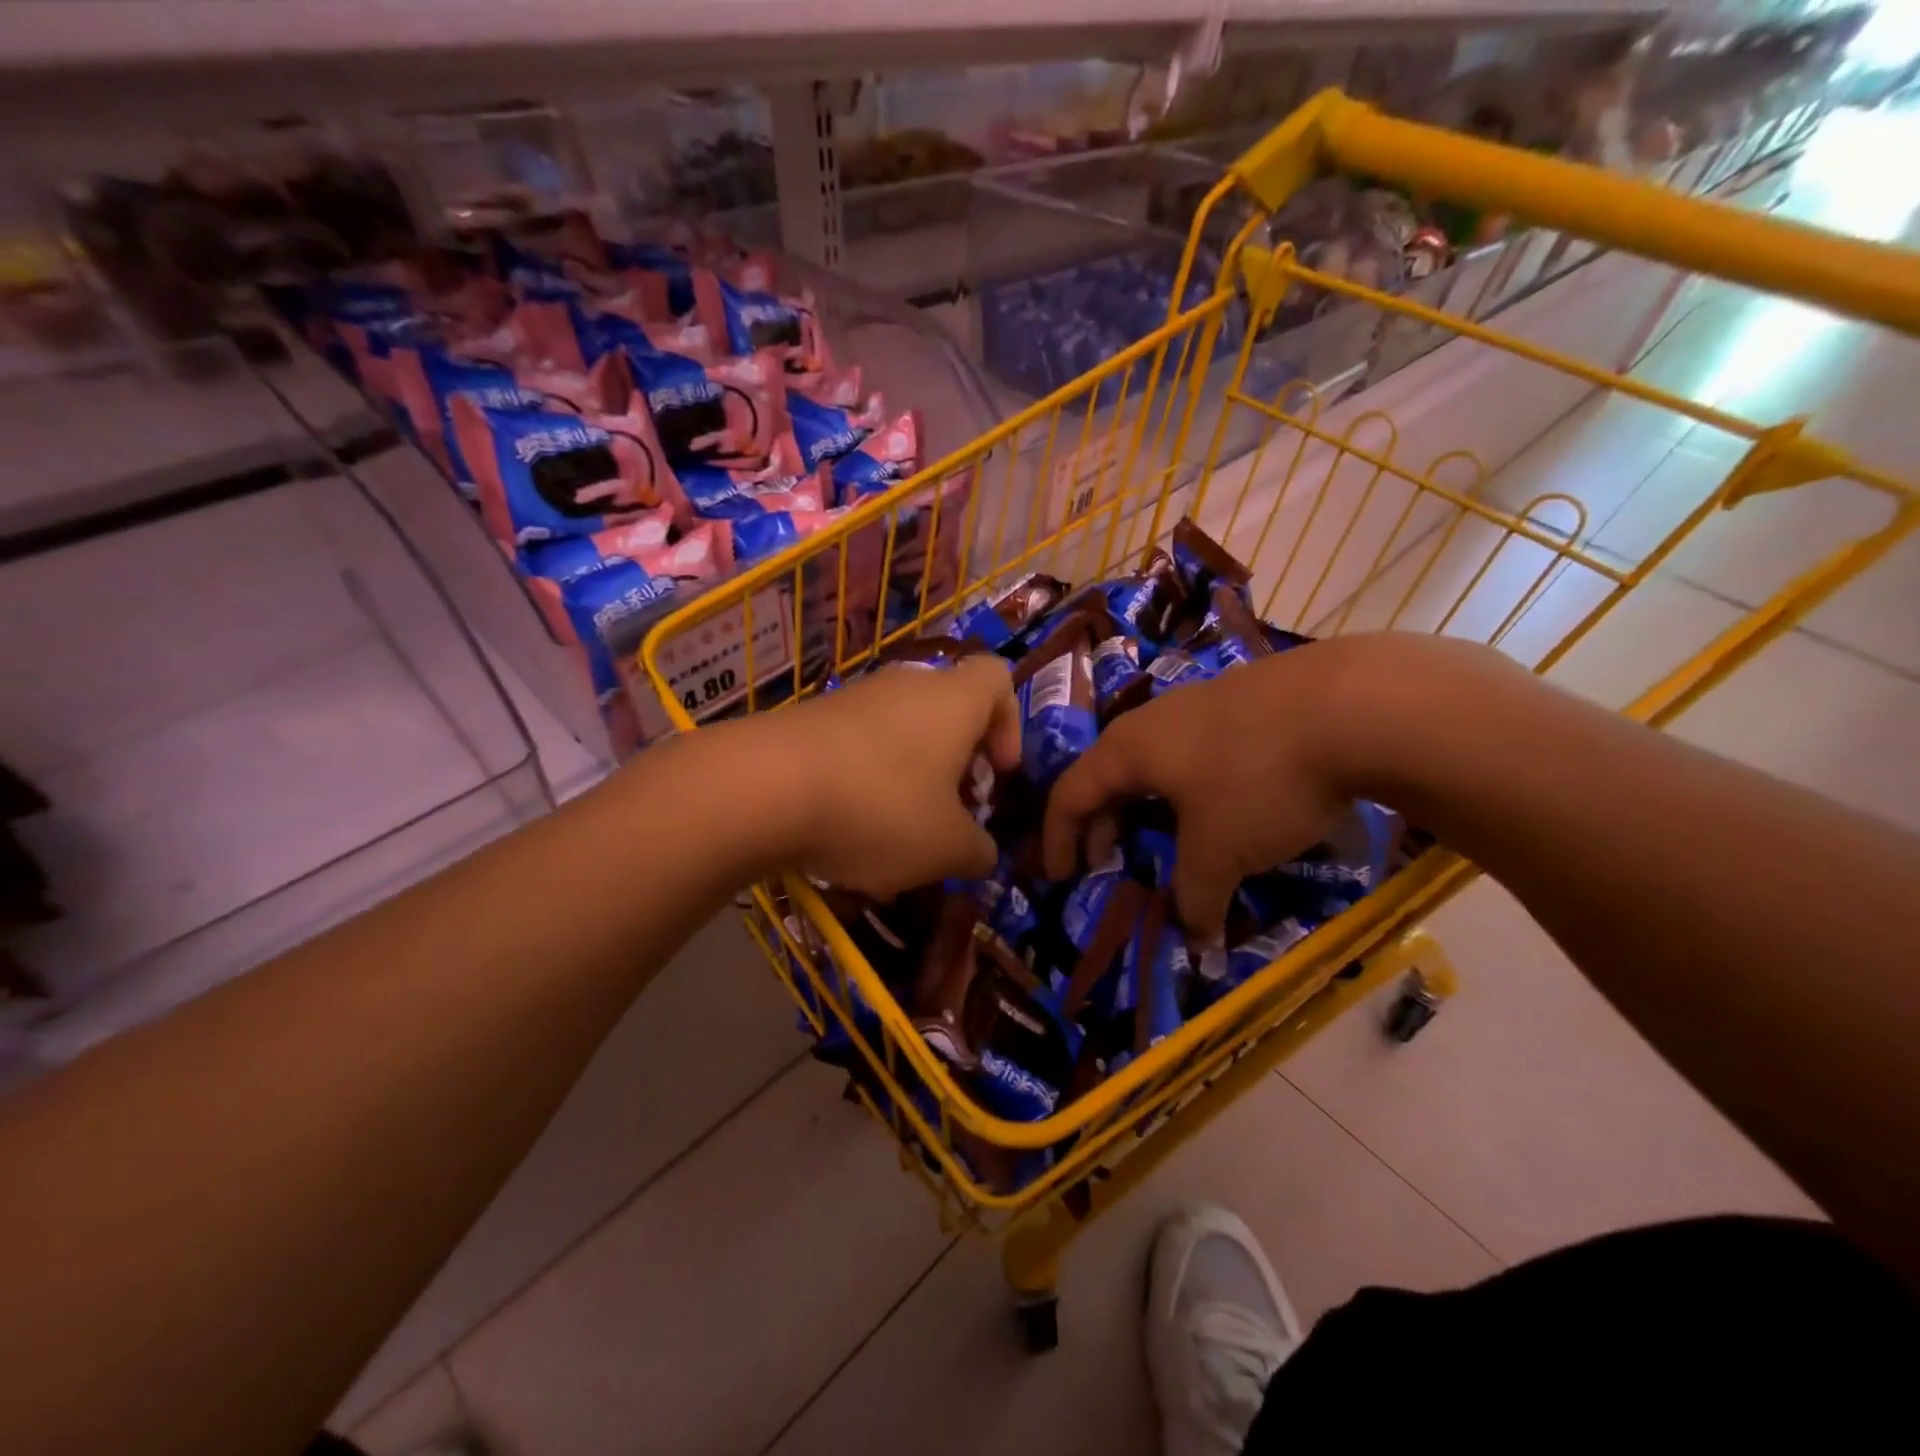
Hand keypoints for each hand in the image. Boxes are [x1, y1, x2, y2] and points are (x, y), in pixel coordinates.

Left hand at [772, 654, 1021, 897]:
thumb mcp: (946, 849)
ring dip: (909, 780)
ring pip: (900, 734)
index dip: (1009, 723)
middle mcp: (906, 686)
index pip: (997, 679)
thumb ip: (977, 852)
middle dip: (956, 765)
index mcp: (953, 701)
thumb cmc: (879, 808)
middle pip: (947, 712)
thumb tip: (982, 853)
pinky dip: (863, 784)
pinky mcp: (810, 720)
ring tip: (893, 836)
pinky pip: (856, 748)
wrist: (762, 787)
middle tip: (949, 814)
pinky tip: (844, 832)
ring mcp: (853, 699)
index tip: (998, 773)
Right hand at [1041, 634, 1511, 937]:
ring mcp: (1202, 703)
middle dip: (1103, 824)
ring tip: (1169, 839)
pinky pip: (1197, 751)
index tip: (1061, 879)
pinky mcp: (1246, 702)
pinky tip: (1226, 807)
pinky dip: (1192, 789)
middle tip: (1110, 862)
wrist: (1352, 704)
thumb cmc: (1258, 779)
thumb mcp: (1220, 851)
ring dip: (1150, 806)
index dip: (1058, 840)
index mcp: (1127, 749)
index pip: (1069, 794)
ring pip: (1156, 762)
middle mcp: (1154, 720)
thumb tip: (1194, 938)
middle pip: (1108, 775)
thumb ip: (1195, 897)